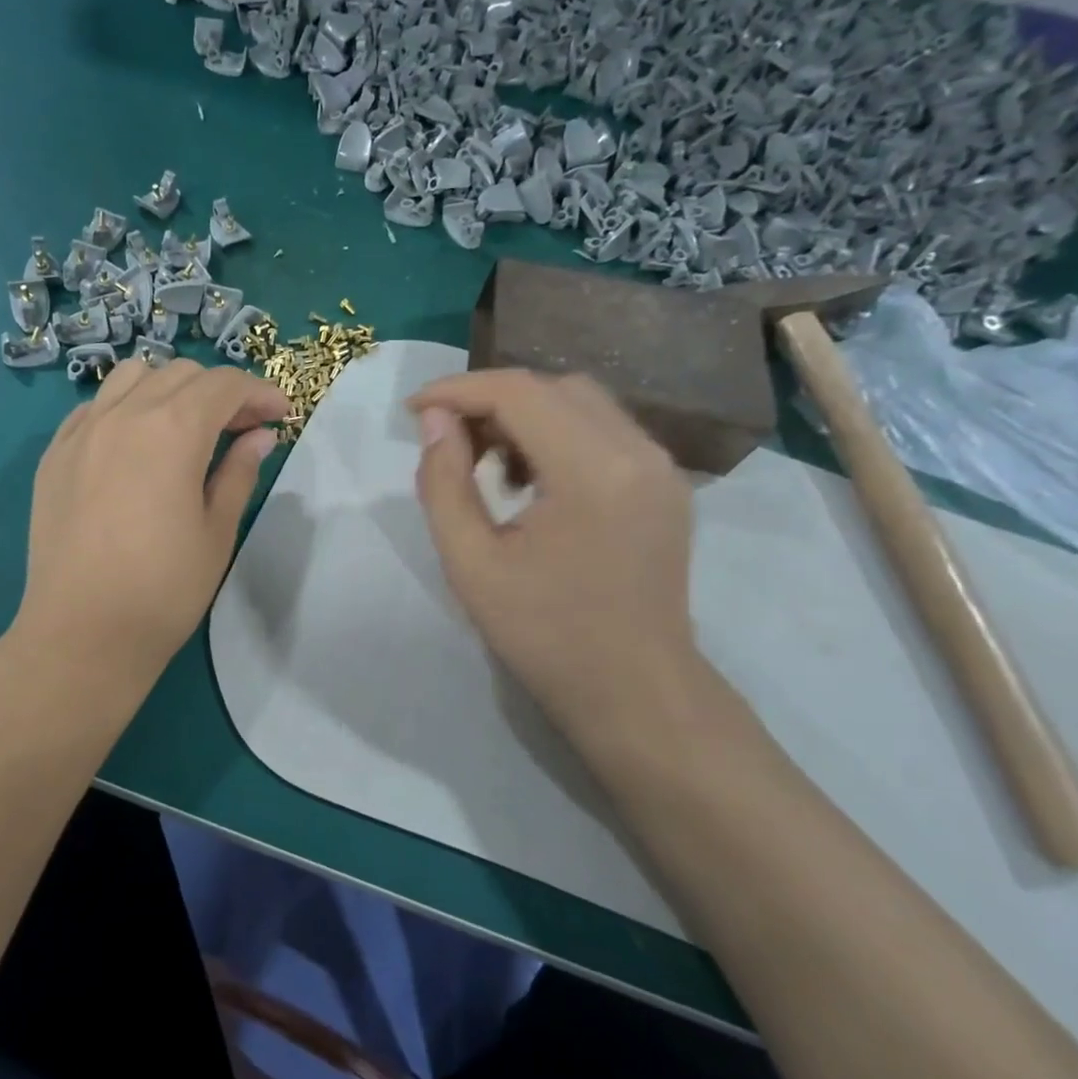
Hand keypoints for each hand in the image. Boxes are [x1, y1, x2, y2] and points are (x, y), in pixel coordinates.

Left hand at [11, 357, 288, 692]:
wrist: (82, 633)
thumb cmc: (163, 590)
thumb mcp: (216, 532)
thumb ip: (239, 473)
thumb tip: (260, 436)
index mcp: (172, 431)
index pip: (224, 386)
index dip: (260, 392)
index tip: (280, 415)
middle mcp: (123, 415)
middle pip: (180, 374)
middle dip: (219, 392)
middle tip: (241, 430)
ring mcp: (82, 431)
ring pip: (132, 377)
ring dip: (169, 389)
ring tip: (186, 428)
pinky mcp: (54, 454)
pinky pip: (96, 407)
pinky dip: (126, 408)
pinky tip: (136, 444)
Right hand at [409, 370, 699, 739]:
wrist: (634, 691)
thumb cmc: (544, 635)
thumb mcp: (470, 562)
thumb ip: (444, 482)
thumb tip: (434, 420)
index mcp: (593, 471)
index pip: (519, 393)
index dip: (457, 391)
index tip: (412, 410)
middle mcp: (638, 452)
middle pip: (553, 388)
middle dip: (490, 401)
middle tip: (447, 440)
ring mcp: (661, 467)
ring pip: (582, 404)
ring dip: (525, 416)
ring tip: (485, 462)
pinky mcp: (665, 484)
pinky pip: (604, 431)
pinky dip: (557, 435)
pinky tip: (528, 479)